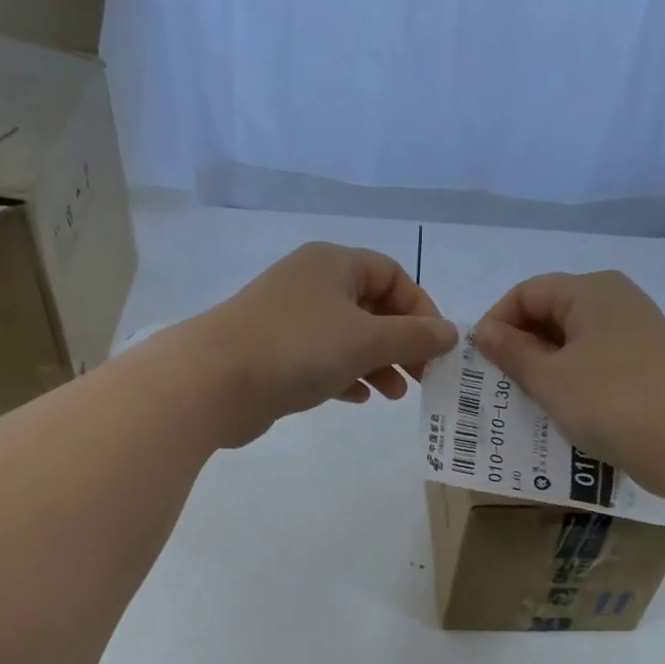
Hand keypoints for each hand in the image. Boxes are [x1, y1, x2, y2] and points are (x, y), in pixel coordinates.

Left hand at [174, 242, 457, 447]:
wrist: (213, 382)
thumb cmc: (297, 349)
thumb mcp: (365, 340)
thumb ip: (413, 337)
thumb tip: (451, 333)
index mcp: (332, 264)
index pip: (392, 275)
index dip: (420, 309)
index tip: (436, 348)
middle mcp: (310, 284)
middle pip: (370, 307)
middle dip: (400, 342)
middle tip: (422, 377)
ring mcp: (288, 320)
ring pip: (346, 337)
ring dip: (376, 363)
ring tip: (394, 394)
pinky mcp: (273, 354)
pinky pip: (321, 359)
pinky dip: (344, 375)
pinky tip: (358, 398)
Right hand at [472, 270, 664, 483]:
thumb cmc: (609, 400)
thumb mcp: (549, 378)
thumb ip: (511, 351)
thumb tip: (483, 331)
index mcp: (591, 290)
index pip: (527, 292)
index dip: (497, 321)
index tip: (480, 361)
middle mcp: (615, 300)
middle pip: (551, 312)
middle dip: (519, 345)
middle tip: (496, 384)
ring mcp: (635, 332)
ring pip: (573, 340)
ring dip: (543, 366)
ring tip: (522, 400)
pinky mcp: (645, 364)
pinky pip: (594, 362)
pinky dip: (570, 379)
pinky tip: (559, 409)